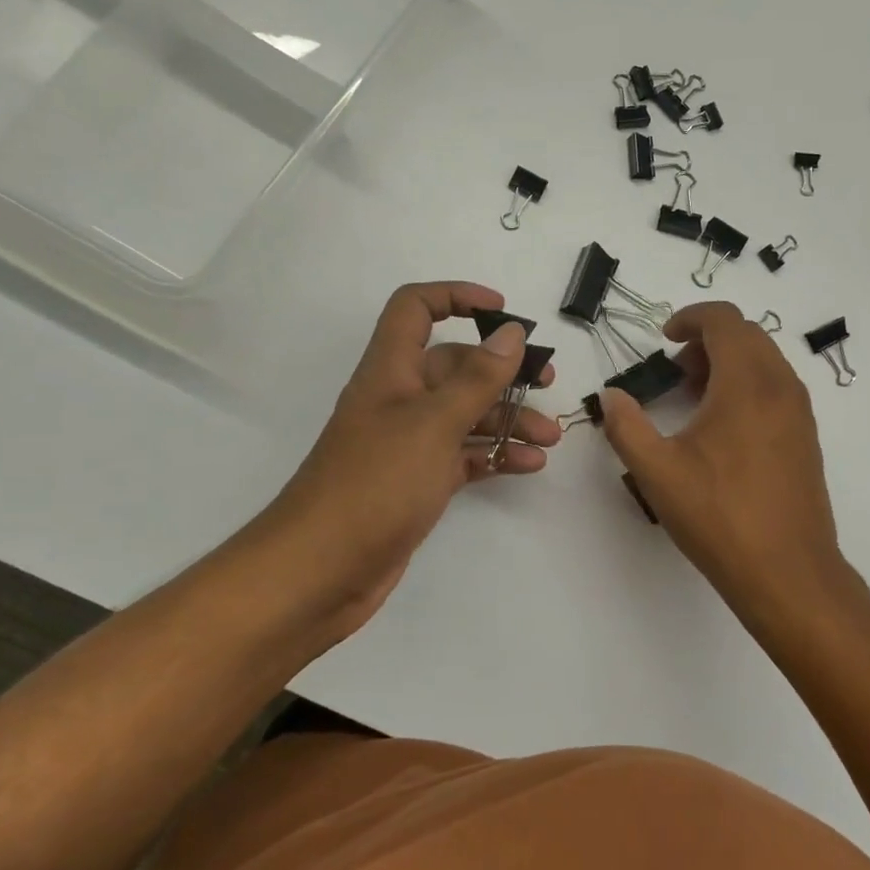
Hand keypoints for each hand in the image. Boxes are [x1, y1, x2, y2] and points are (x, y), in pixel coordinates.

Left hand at [247, 282, 559, 639]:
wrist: (320, 571)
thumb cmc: (374, 484)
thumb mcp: (433, 423)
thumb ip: (477, 378)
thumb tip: (512, 333)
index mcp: (392, 370)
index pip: (417, 309)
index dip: (457, 297)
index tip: (504, 313)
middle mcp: (401, 399)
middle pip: (456, 366)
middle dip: (504, 370)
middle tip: (547, 381)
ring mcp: (410, 443)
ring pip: (467, 414)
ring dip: (509, 419)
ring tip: (549, 438)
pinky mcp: (419, 481)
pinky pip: (465, 455)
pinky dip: (496, 455)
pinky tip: (529, 465)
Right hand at [599, 302, 841, 605]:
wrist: (788, 571)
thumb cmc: (719, 516)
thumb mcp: (657, 471)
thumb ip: (626, 426)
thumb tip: (612, 396)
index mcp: (747, 382)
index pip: (724, 320)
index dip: (690, 318)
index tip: (664, 340)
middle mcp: (781, 386)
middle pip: (747, 335)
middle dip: (707, 340)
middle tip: (675, 371)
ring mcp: (800, 411)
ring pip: (765, 361)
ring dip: (729, 362)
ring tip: (695, 397)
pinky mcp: (807, 436)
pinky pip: (777, 387)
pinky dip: (748, 385)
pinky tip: (723, 427)